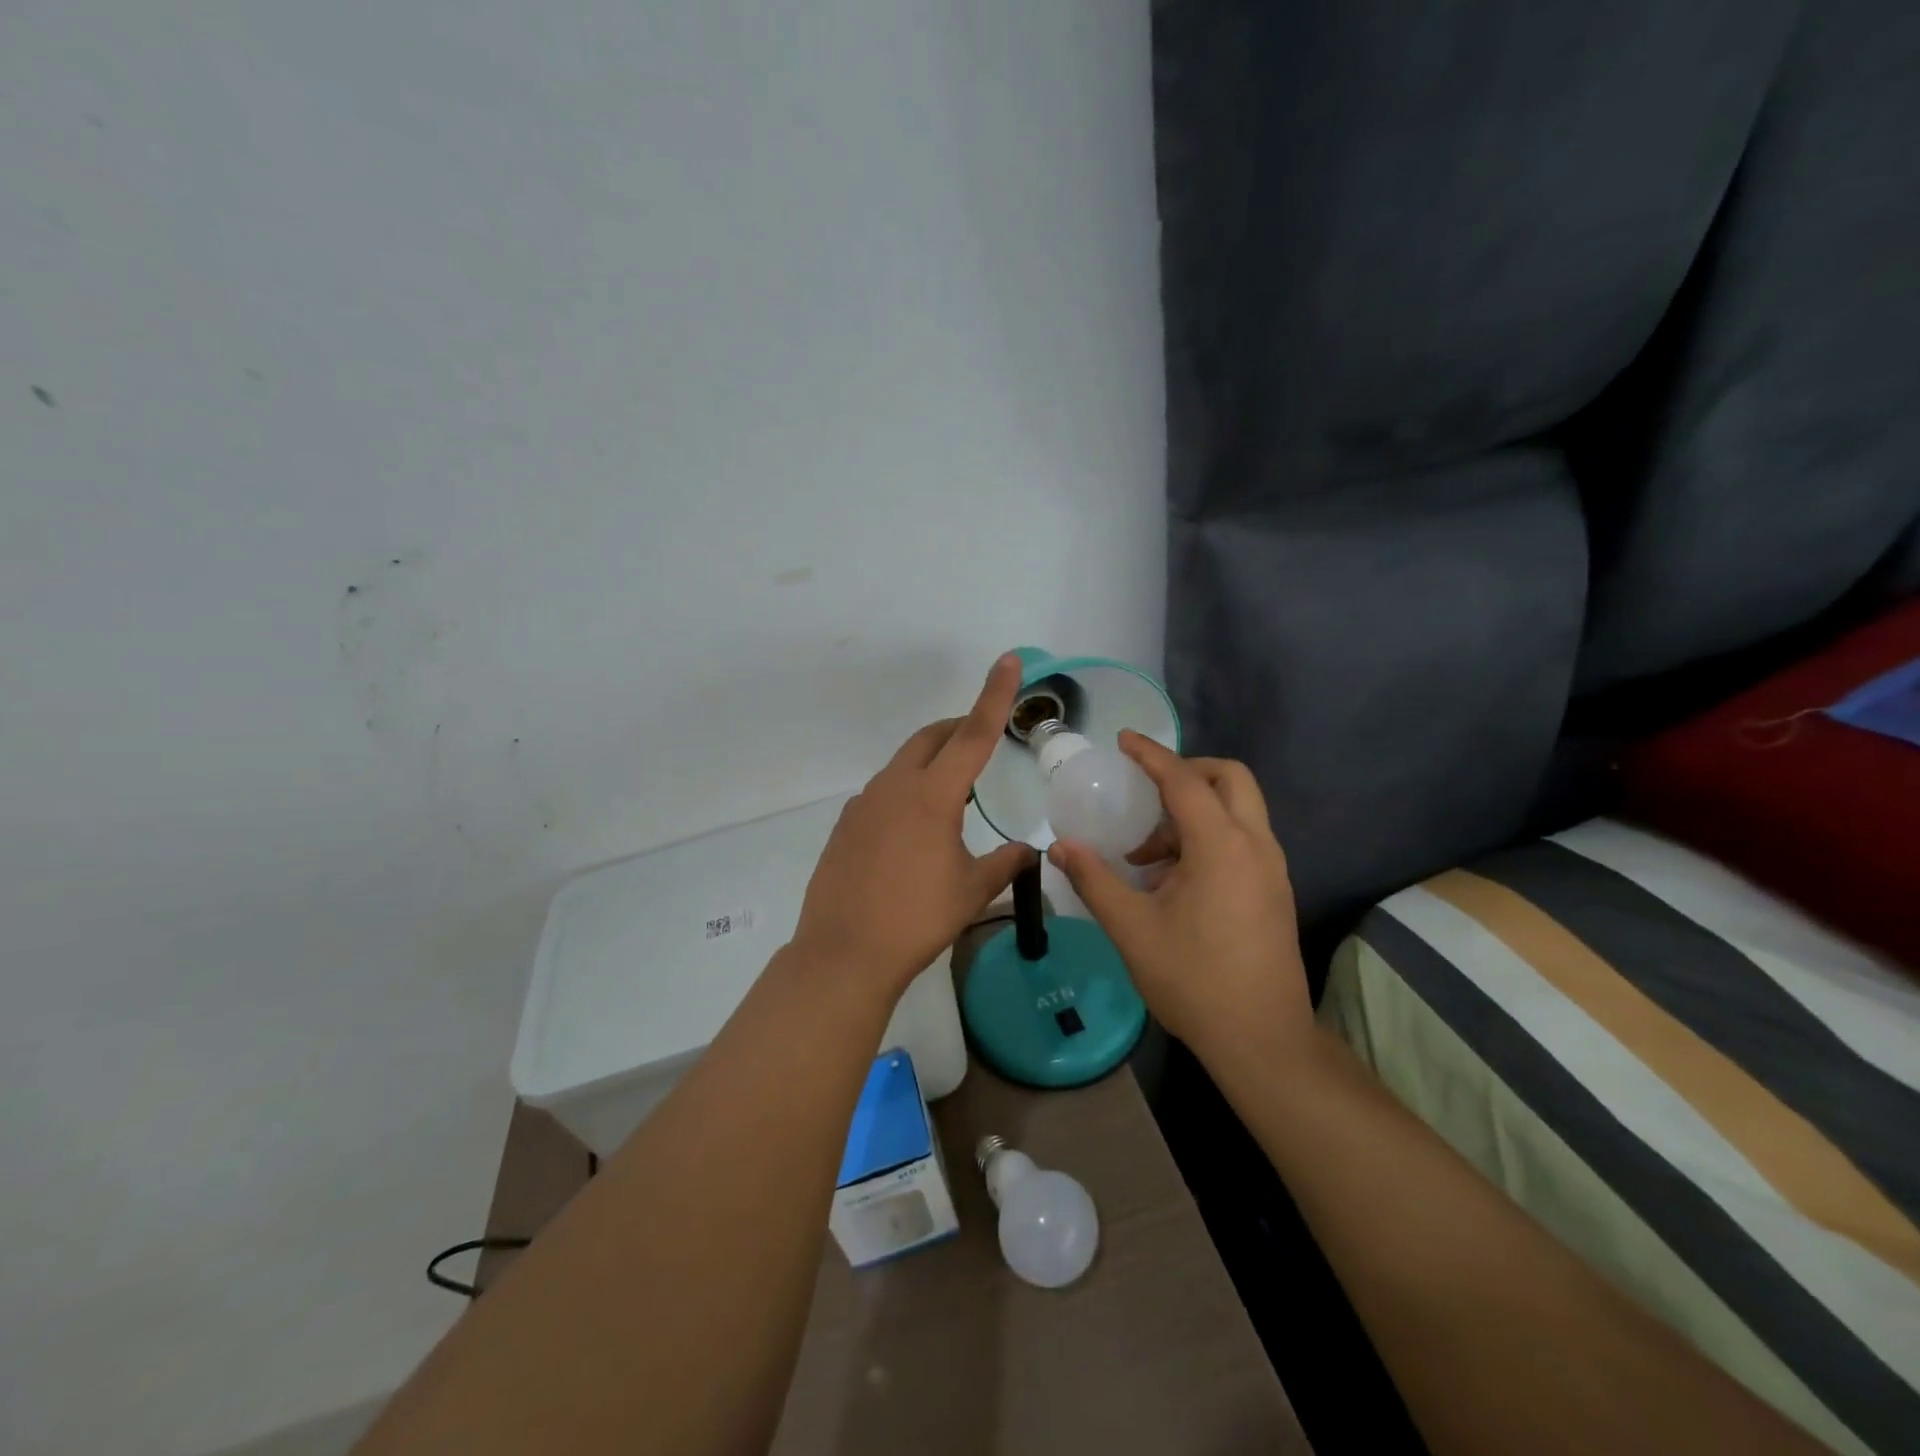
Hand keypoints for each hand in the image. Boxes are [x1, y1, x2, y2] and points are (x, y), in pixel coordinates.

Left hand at [793, 655, 1035, 994]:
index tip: (1008, 661)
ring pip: (903, 765)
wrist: (844, 953)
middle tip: (979, 738)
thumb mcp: (972, 891)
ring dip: (930, 765)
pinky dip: (905, 793)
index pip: (973, 735)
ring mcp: (864, 804)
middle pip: (930, 739)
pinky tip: (912, 832)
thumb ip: (1005, 863)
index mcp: (932, 796)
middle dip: (957, 729)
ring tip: (951, 799)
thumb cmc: (917, 919)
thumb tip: (1030, 851)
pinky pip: (882, 793)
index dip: (994, 696)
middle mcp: (894, 787)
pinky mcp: (845, 825)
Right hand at [1046, 733, 1311, 1064]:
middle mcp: (1256, 846)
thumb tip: (1060, 848)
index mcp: (1221, 846)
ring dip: (1195, 810)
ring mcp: (1272, 869)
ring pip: (1239, 810)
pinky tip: (1173, 877)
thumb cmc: (1193, 979)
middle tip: (1145, 790)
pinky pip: (1243, 839)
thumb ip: (1094, 880)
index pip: (1184, 781)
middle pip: (1230, 779)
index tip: (1124, 740)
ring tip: (1147, 850)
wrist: (1262, 1040)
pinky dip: (1209, 836)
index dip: (1151, 755)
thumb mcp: (1131, 928)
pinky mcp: (1274, 891)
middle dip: (1187, 771)